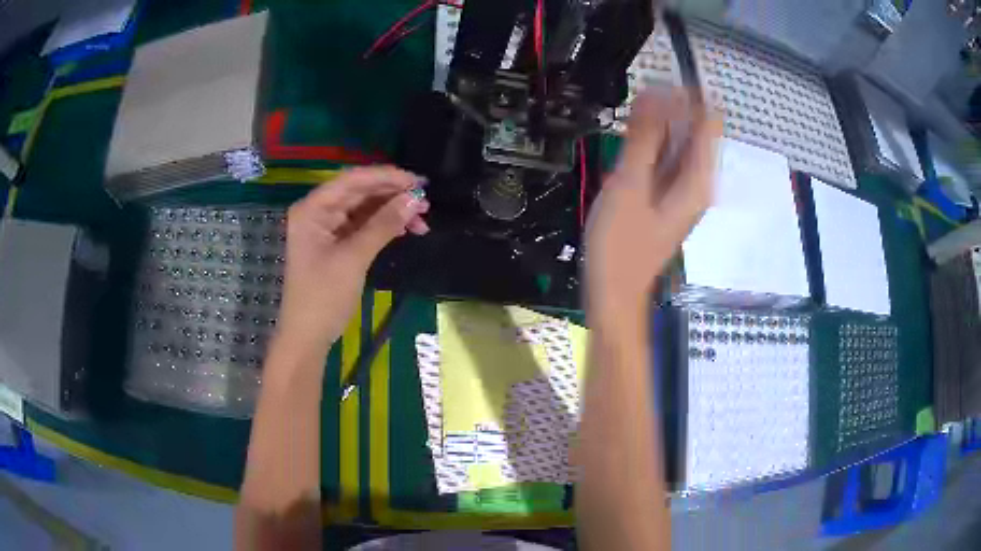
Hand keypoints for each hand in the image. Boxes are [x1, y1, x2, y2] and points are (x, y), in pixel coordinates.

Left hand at [277, 166, 428, 351]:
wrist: (307, 337)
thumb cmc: (323, 297)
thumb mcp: (354, 258)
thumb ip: (383, 225)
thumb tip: (414, 198)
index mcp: (313, 209)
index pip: (353, 180)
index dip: (386, 177)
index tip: (418, 181)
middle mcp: (318, 212)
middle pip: (359, 192)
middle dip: (393, 195)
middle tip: (426, 201)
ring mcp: (327, 228)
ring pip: (365, 209)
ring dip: (392, 211)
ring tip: (422, 218)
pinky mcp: (336, 244)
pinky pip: (363, 226)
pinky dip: (384, 226)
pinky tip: (405, 229)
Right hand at [585, 89, 721, 327]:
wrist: (615, 291)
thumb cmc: (620, 244)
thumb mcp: (630, 185)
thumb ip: (644, 138)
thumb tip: (655, 93)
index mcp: (698, 178)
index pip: (710, 120)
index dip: (688, 96)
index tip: (657, 85)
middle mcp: (699, 181)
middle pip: (696, 129)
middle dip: (671, 108)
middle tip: (636, 102)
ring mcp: (685, 190)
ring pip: (680, 143)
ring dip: (660, 125)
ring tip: (629, 122)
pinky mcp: (669, 198)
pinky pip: (669, 160)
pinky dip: (654, 145)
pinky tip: (632, 143)